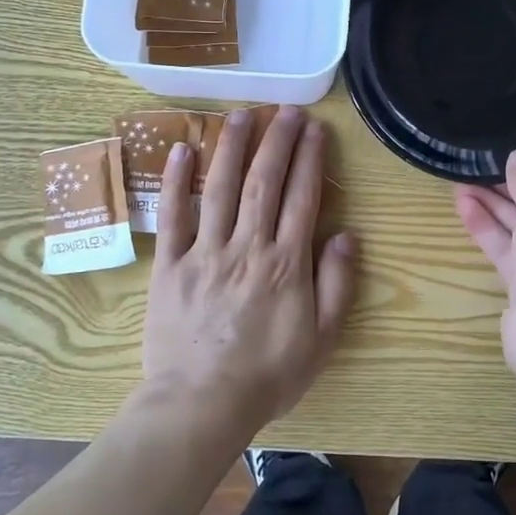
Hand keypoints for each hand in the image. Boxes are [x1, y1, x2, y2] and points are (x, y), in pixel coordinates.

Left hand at [143, 106, 354, 431]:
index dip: (310, 158)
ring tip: (241, 113)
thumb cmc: (268, 374)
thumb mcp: (321, 338)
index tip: (315, 129)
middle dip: (277, 140)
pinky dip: (176, 181)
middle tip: (286, 110)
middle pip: (264, 182)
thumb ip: (336, 284)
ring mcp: (205, 252)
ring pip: (219, 187)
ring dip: (232, 146)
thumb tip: (345, 235)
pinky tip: (181, 148)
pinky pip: (172, 216)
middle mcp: (247, 246)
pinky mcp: (170, 265)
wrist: (201, 405)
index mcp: (285, 263)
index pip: (302, 197)